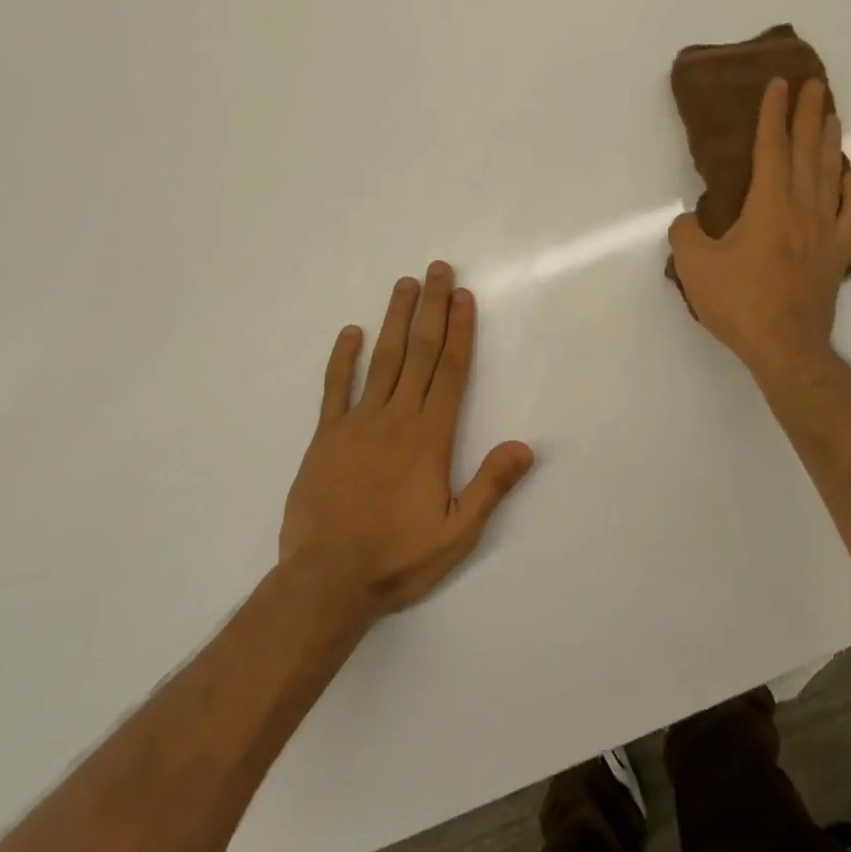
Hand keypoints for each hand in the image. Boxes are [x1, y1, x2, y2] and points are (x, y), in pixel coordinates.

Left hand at [278, 262, 534, 623]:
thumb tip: (525, 447)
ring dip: (395, 319)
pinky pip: (335, 388)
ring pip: (382, 359)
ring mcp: (358, 423)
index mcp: (430, 437)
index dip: (460, 330)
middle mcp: (397, 418)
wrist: (325, 582)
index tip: (462, 296)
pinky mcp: (326, 437)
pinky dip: (342, 358)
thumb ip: (490, 487)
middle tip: (436, 269)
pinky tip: (349, 332)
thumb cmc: (397, 559)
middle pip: (420, 352)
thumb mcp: (456, 534)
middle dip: (431, 308)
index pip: (451, 371)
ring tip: (404, 284)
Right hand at [669, 78, 850, 383]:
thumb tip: (689, 220)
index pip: (771, 148)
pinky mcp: (836, 254)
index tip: (779, 84)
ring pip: (831, 175)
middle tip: (813, 84)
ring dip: (830, 141)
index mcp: (768, 205)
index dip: (773, 114)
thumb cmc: (739, 302)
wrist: (785, 347)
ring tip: (831, 114)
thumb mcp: (693, 265)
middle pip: (807, 152)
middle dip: (808, 114)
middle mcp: (802, 209)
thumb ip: (685, 232)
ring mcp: (825, 231)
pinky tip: (849, 176)